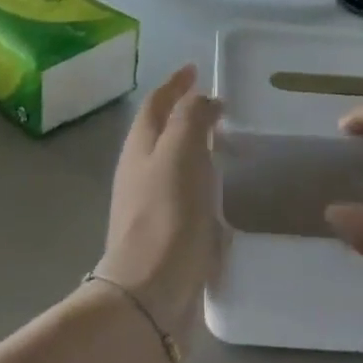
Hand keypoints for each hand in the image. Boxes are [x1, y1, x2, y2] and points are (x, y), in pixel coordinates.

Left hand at [94, 65, 221, 339]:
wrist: (151, 293)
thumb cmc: (167, 213)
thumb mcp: (182, 151)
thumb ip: (192, 117)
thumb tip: (203, 99)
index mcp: (140, 146)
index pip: (156, 103)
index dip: (175, 84)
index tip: (194, 69)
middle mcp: (139, 172)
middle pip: (160, 132)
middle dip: (183, 113)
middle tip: (215, 105)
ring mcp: (149, 206)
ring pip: (172, 164)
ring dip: (194, 148)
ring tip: (223, 143)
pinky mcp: (165, 236)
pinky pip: (184, 196)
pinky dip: (201, 183)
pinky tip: (220, 193)